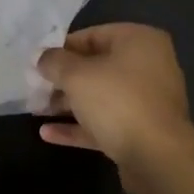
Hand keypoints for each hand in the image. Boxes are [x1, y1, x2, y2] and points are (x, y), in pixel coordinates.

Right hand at [36, 24, 193, 193]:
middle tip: (35, 87)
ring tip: (36, 110)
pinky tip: (48, 134)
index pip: (92, 35)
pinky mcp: (141, 132)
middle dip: (63, 79)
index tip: (38, 61)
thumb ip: (54, 62)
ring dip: (68, 103)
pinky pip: (105, 123)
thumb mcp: (76, 74)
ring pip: (100, 97)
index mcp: (139, 41)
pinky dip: (79, 126)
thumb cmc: (117, 101)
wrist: (158, 158)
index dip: (62, 48)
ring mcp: (146, 102)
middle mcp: (148, 67)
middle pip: (96, 67)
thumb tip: (41, 58)